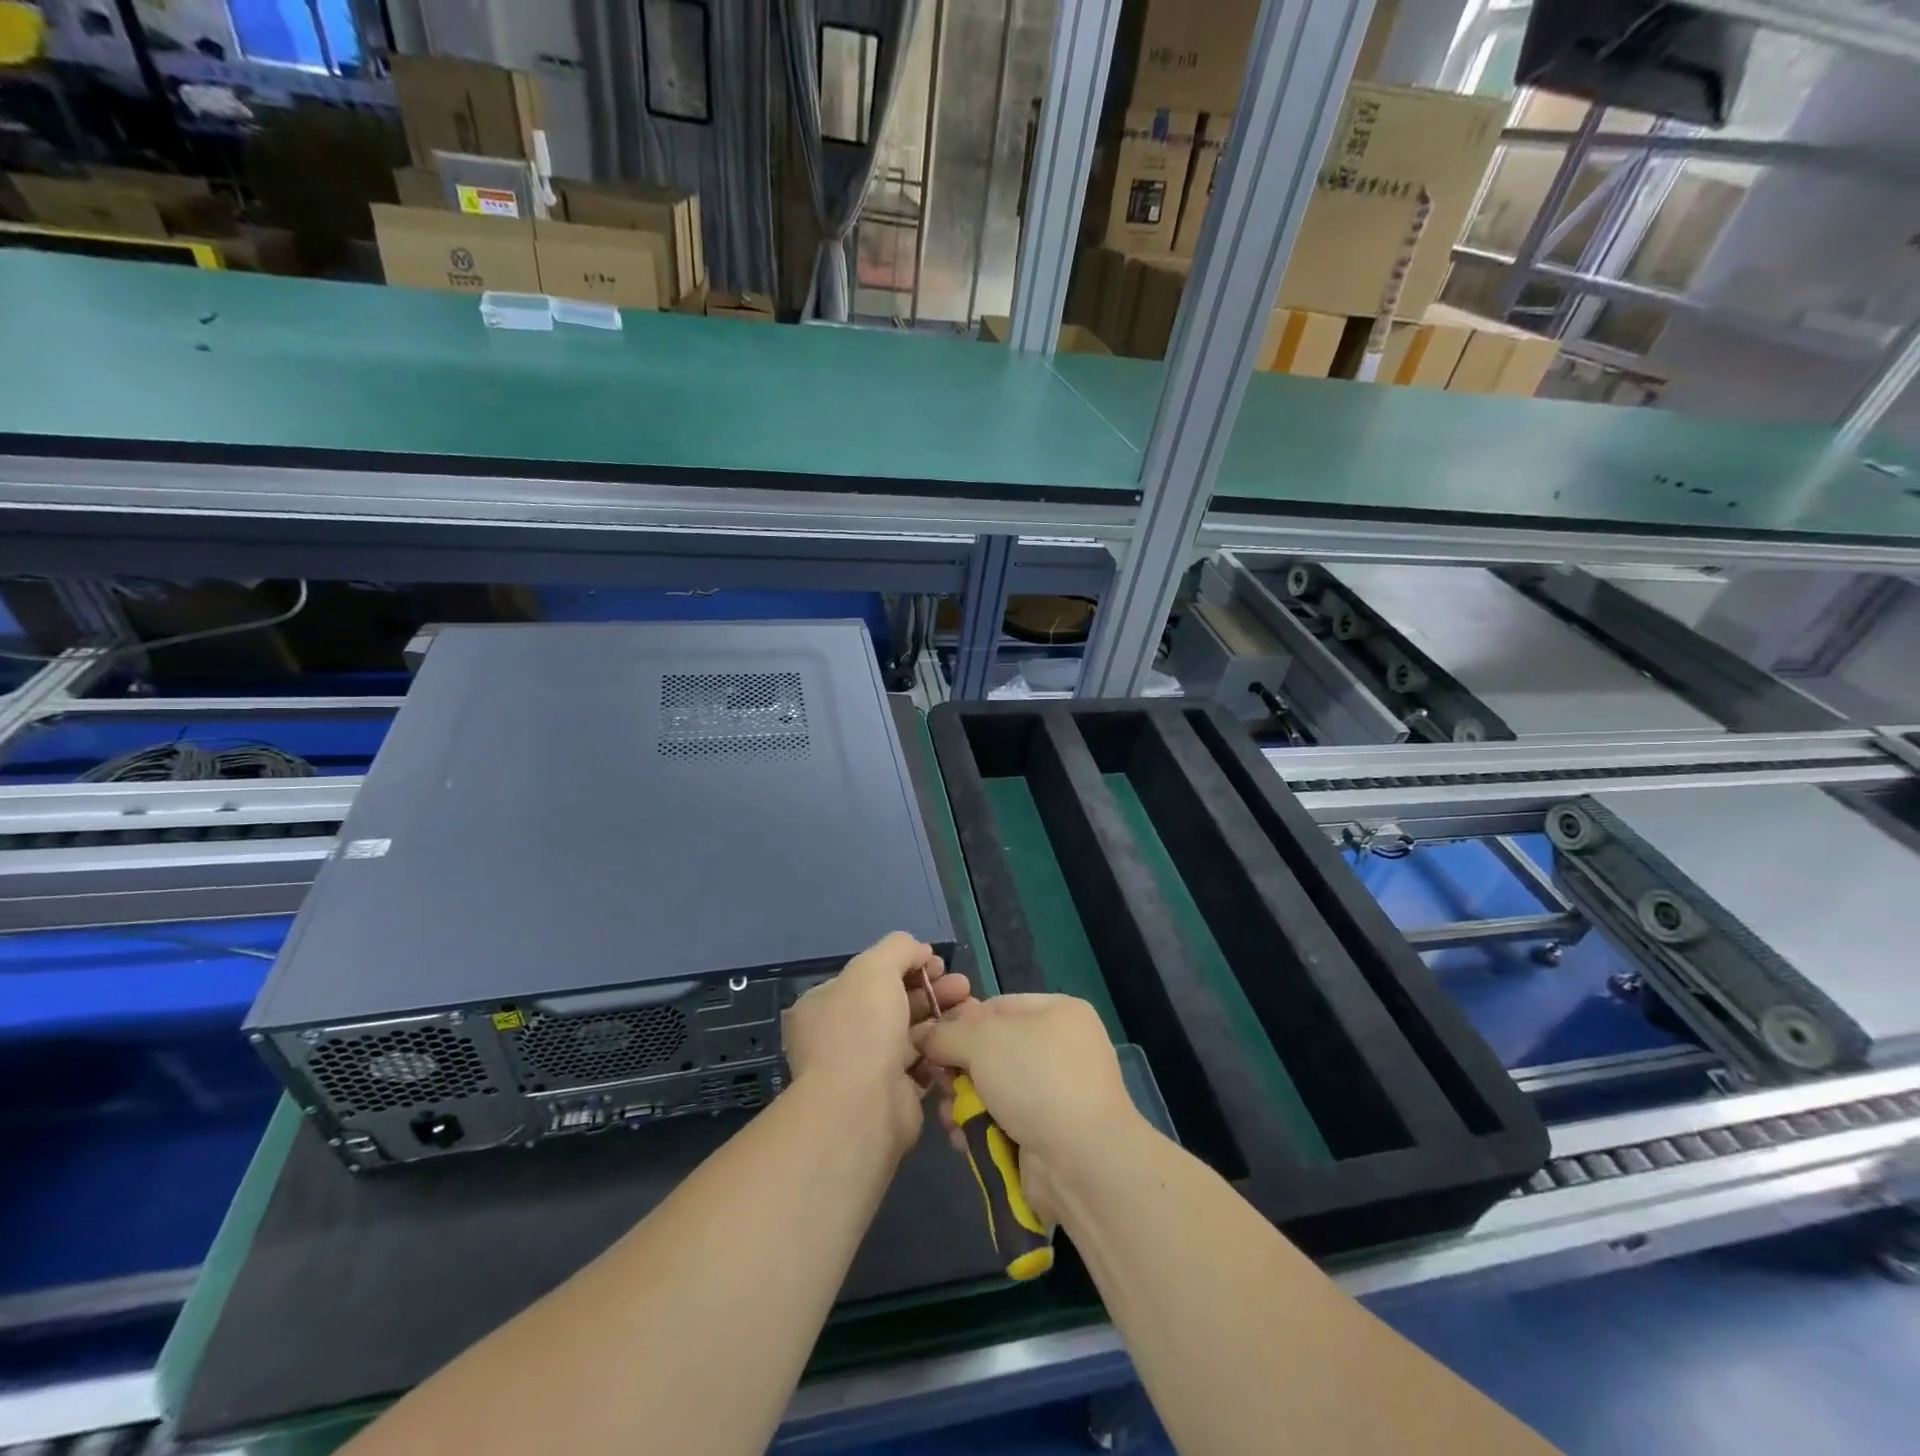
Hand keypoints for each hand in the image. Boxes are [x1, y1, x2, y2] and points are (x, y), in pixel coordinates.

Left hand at [783, 932, 971, 1157]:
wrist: (862, 1106)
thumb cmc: (861, 1027)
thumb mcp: (875, 967)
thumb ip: (899, 948)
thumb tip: (920, 951)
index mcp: (824, 1004)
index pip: (868, 976)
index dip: (905, 964)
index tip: (937, 963)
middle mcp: (841, 1034)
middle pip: (893, 1002)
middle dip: (931, 989)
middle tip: (962, 984)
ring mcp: (866, 1067)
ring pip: (911, 1032)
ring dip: (941, 1016)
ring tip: (971, 1006)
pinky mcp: (892, 1094)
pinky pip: (921, 1063)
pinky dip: (942, 1049)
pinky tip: (963, 1038)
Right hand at [911, 994, 1141, 1223]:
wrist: (1082, 1161)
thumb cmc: (1035, 1079)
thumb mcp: (982, 1040)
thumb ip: (947, 1033)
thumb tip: (925, 1036)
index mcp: (1059, 1012)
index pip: (997, 1006)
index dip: (961, 1022)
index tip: (931, 1042)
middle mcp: (1062, 1048)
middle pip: (993, 1049)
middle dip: (960, 1068)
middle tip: (938, 1082)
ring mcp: (1058, 1094)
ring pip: (995, 1089)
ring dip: (965, 1102)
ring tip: (948, 1116)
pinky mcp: (1050, 1134)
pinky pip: (1004, 1121)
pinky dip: (981, 1128)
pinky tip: (962, 1138)